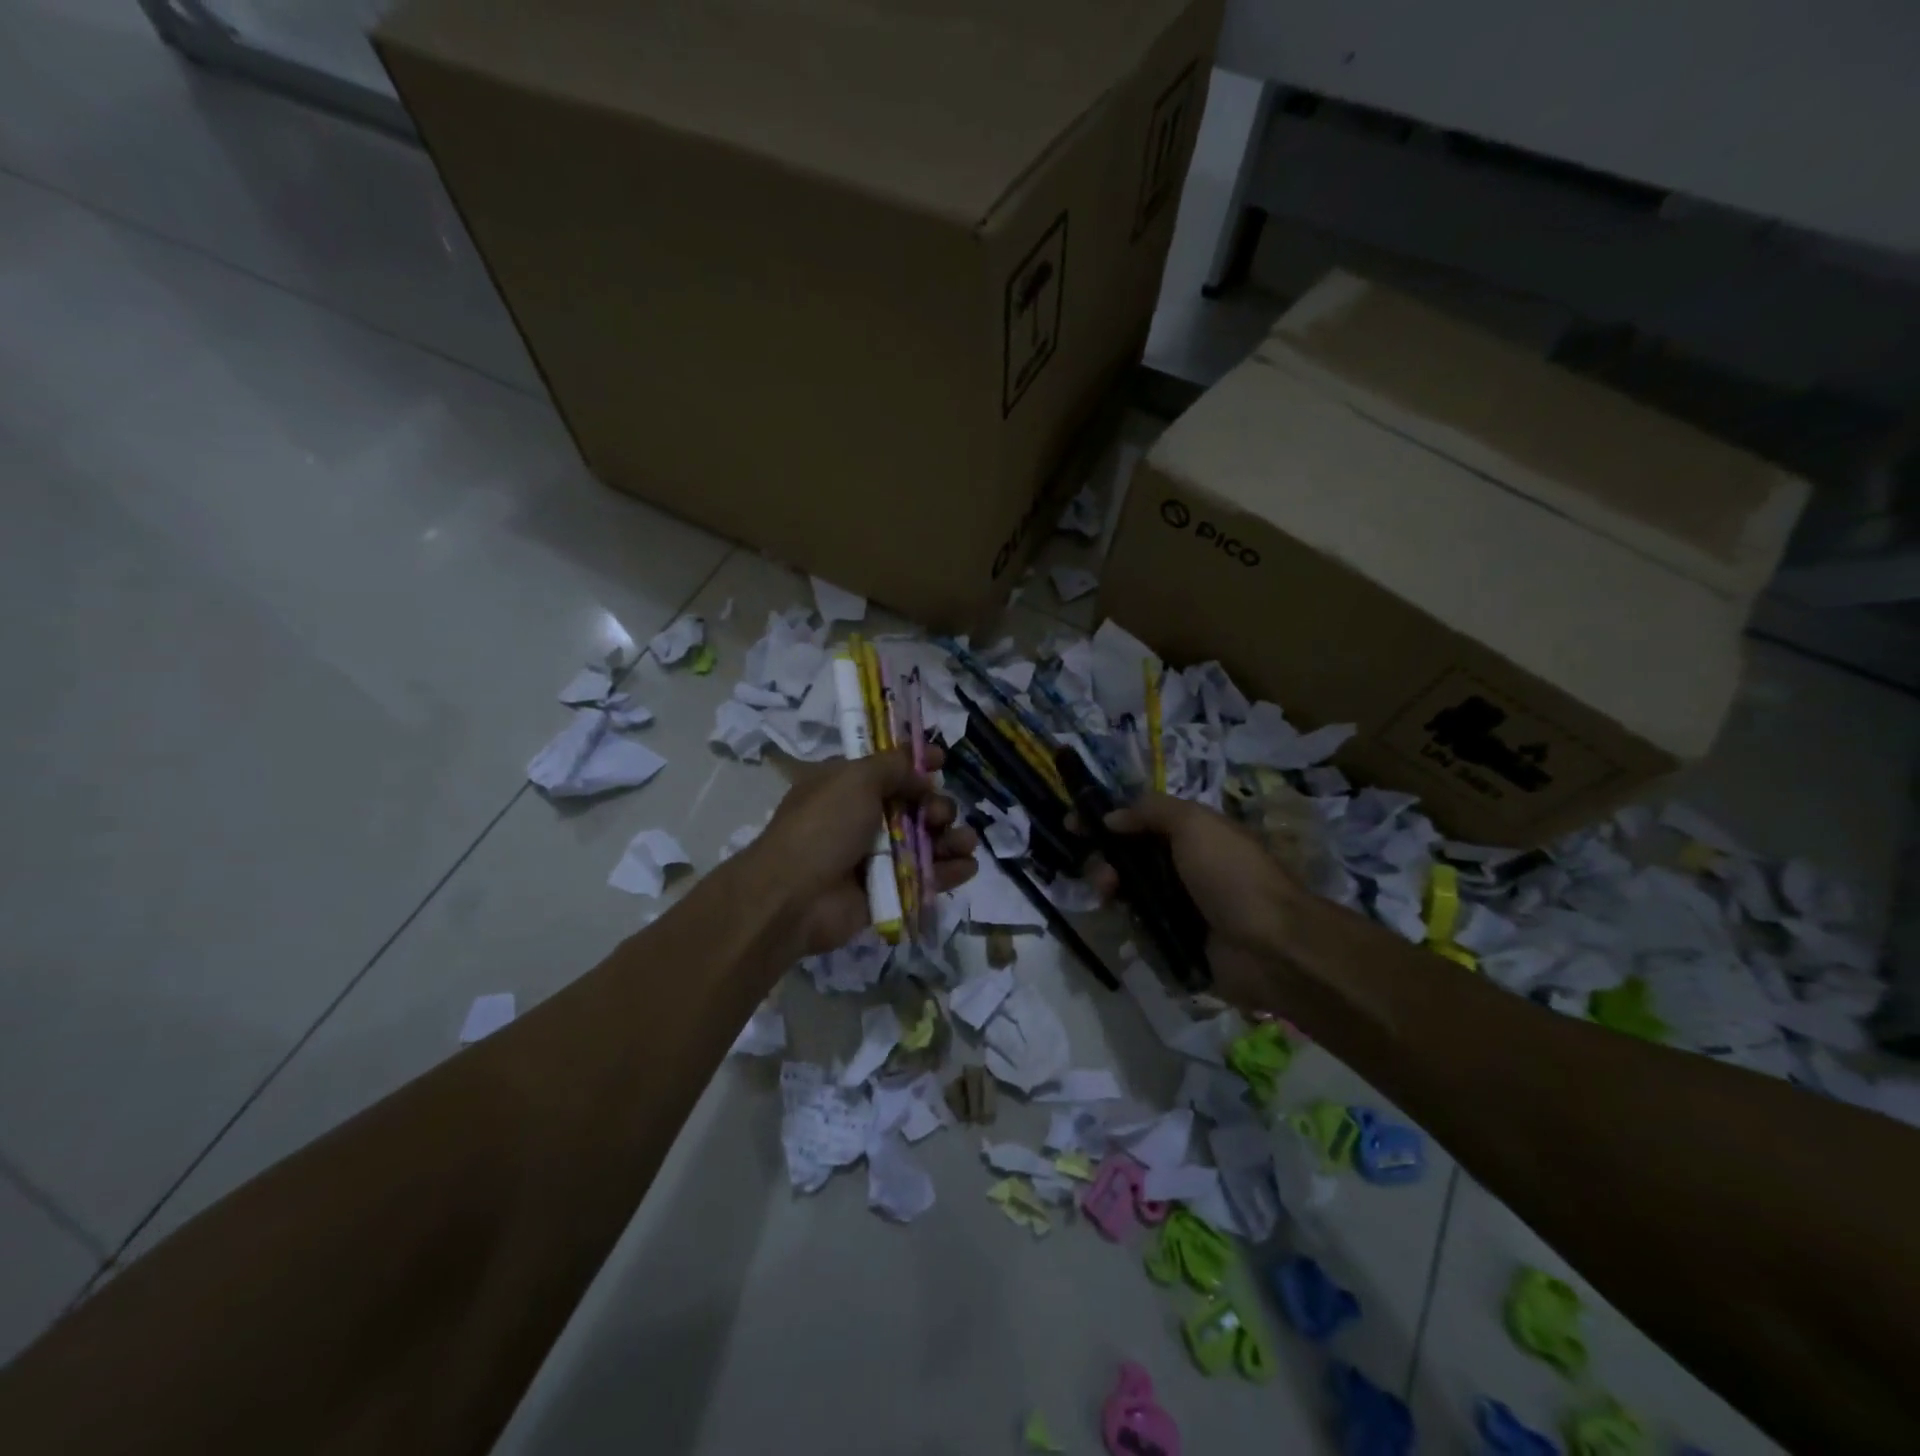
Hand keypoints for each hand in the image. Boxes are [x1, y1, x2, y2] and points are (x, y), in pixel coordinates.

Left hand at [746, 746, 978, 957]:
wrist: (794, 897)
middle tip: (937, 815)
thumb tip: (922, 773)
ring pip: (926, 842)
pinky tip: (967, 866)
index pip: (888, 768)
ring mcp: (876, 856)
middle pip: (914, 805)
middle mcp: (862, 818)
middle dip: (936, 806)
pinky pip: (926, 877)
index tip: (941, 761)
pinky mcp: (889, 890)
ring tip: (964, 842)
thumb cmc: (823, 827)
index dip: (916, 763)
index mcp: (846, 786)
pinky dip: (950, 870)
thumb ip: (893, 766)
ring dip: (951, 838)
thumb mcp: (854, 779)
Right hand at [1089, 793, 1305, 1005]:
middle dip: (1104, 857)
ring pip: (1129, 888)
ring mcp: (1180, 903)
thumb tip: (1112, 816)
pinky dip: (1125, 918)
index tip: (1073, 825)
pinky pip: (1138, 923)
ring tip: (1108, 894)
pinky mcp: (1175, 938)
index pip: (1140, 819)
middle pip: (1128, 854)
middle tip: (1099, 872)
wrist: (1270, 946)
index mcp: (1193, 833)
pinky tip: (1120, 917)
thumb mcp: (1194, 823)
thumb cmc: (1232, 875)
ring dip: (1110, 886)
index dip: (1106, 819)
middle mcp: (1185, 865)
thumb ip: (1150, 810)